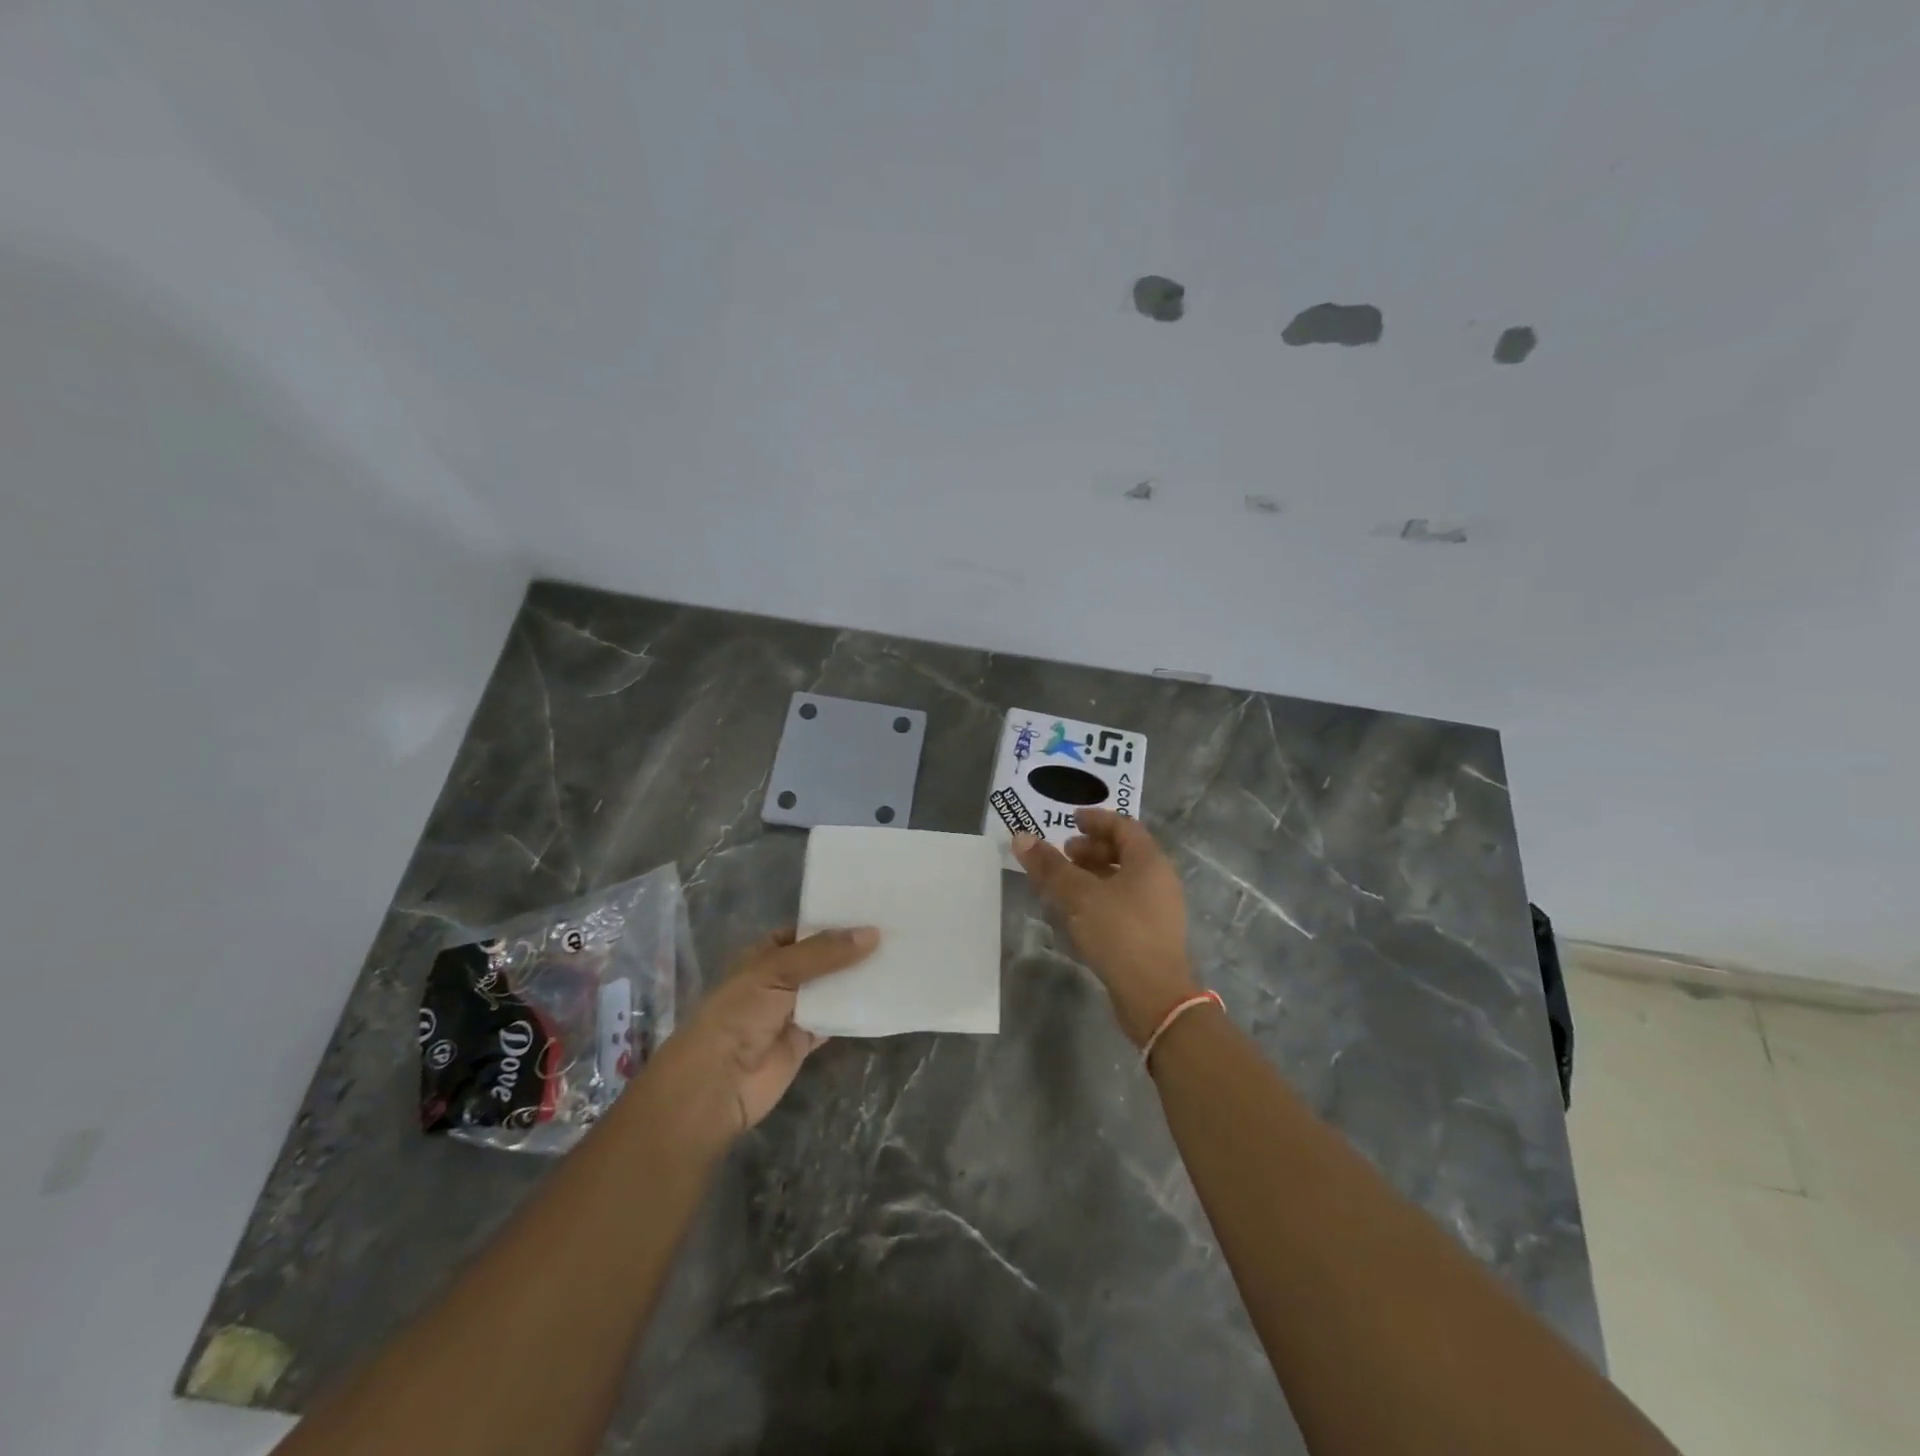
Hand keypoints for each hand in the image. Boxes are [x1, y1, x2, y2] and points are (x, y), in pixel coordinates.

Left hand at [657, 926, 878, 1140]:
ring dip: (857, 980)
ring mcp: (793, 1011)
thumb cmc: (740, 1012)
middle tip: (895, 933)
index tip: (871, 911)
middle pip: (823, 960)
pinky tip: (885, 997)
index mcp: (765, 954)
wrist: (719, 1081)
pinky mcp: (806, 1040)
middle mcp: (780, 979)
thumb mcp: (779, 970)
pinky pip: (836, 1020)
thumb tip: (873, 933)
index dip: (834, 923)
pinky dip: (856, 1012)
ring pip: (832, 989)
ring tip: (899, 959)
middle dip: (852, 951)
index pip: (805, 932)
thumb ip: (826, 953)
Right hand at [1014, 810, 1197, 1045]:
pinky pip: (1124, 903)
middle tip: (1064, 853)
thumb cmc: (1119, 933)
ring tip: (1064, 882)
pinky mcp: (1151, 935)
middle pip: (1125, 852)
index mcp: (1149, 861)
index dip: (1096, 820)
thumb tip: (1021, 838)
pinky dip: (1100, 897)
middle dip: (1092, 848)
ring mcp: (1158, 910)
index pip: (1124, 826)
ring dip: (1094, 874)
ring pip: (1123, 880)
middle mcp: (1159, 880)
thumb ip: (1050, 866)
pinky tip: (1077, 913)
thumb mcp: (1078, 896)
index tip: (1070, 820)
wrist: (1155, 997)